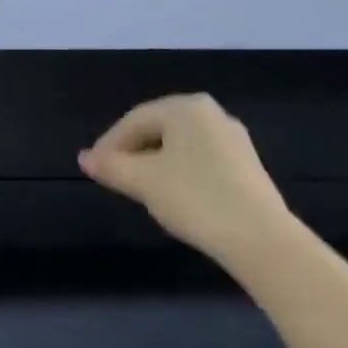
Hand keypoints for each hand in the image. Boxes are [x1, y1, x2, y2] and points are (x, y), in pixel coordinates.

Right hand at [79, 94, 295, 266]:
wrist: (262, 240)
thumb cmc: (195, 198)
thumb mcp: (143, 182)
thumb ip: (111, 166)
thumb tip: (85, 158)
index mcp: (185, 107)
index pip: (134, 120)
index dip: (109, 144)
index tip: (94, 169)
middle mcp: (211, 114)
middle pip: (157, 129)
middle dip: (132, 152)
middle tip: (113, 176)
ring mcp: (233, 139)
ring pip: (179, 146)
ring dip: (154, 163)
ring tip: (139, 187)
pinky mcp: (246, 165)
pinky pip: (200, 160)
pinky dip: (179, 172)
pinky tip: (173, 195)